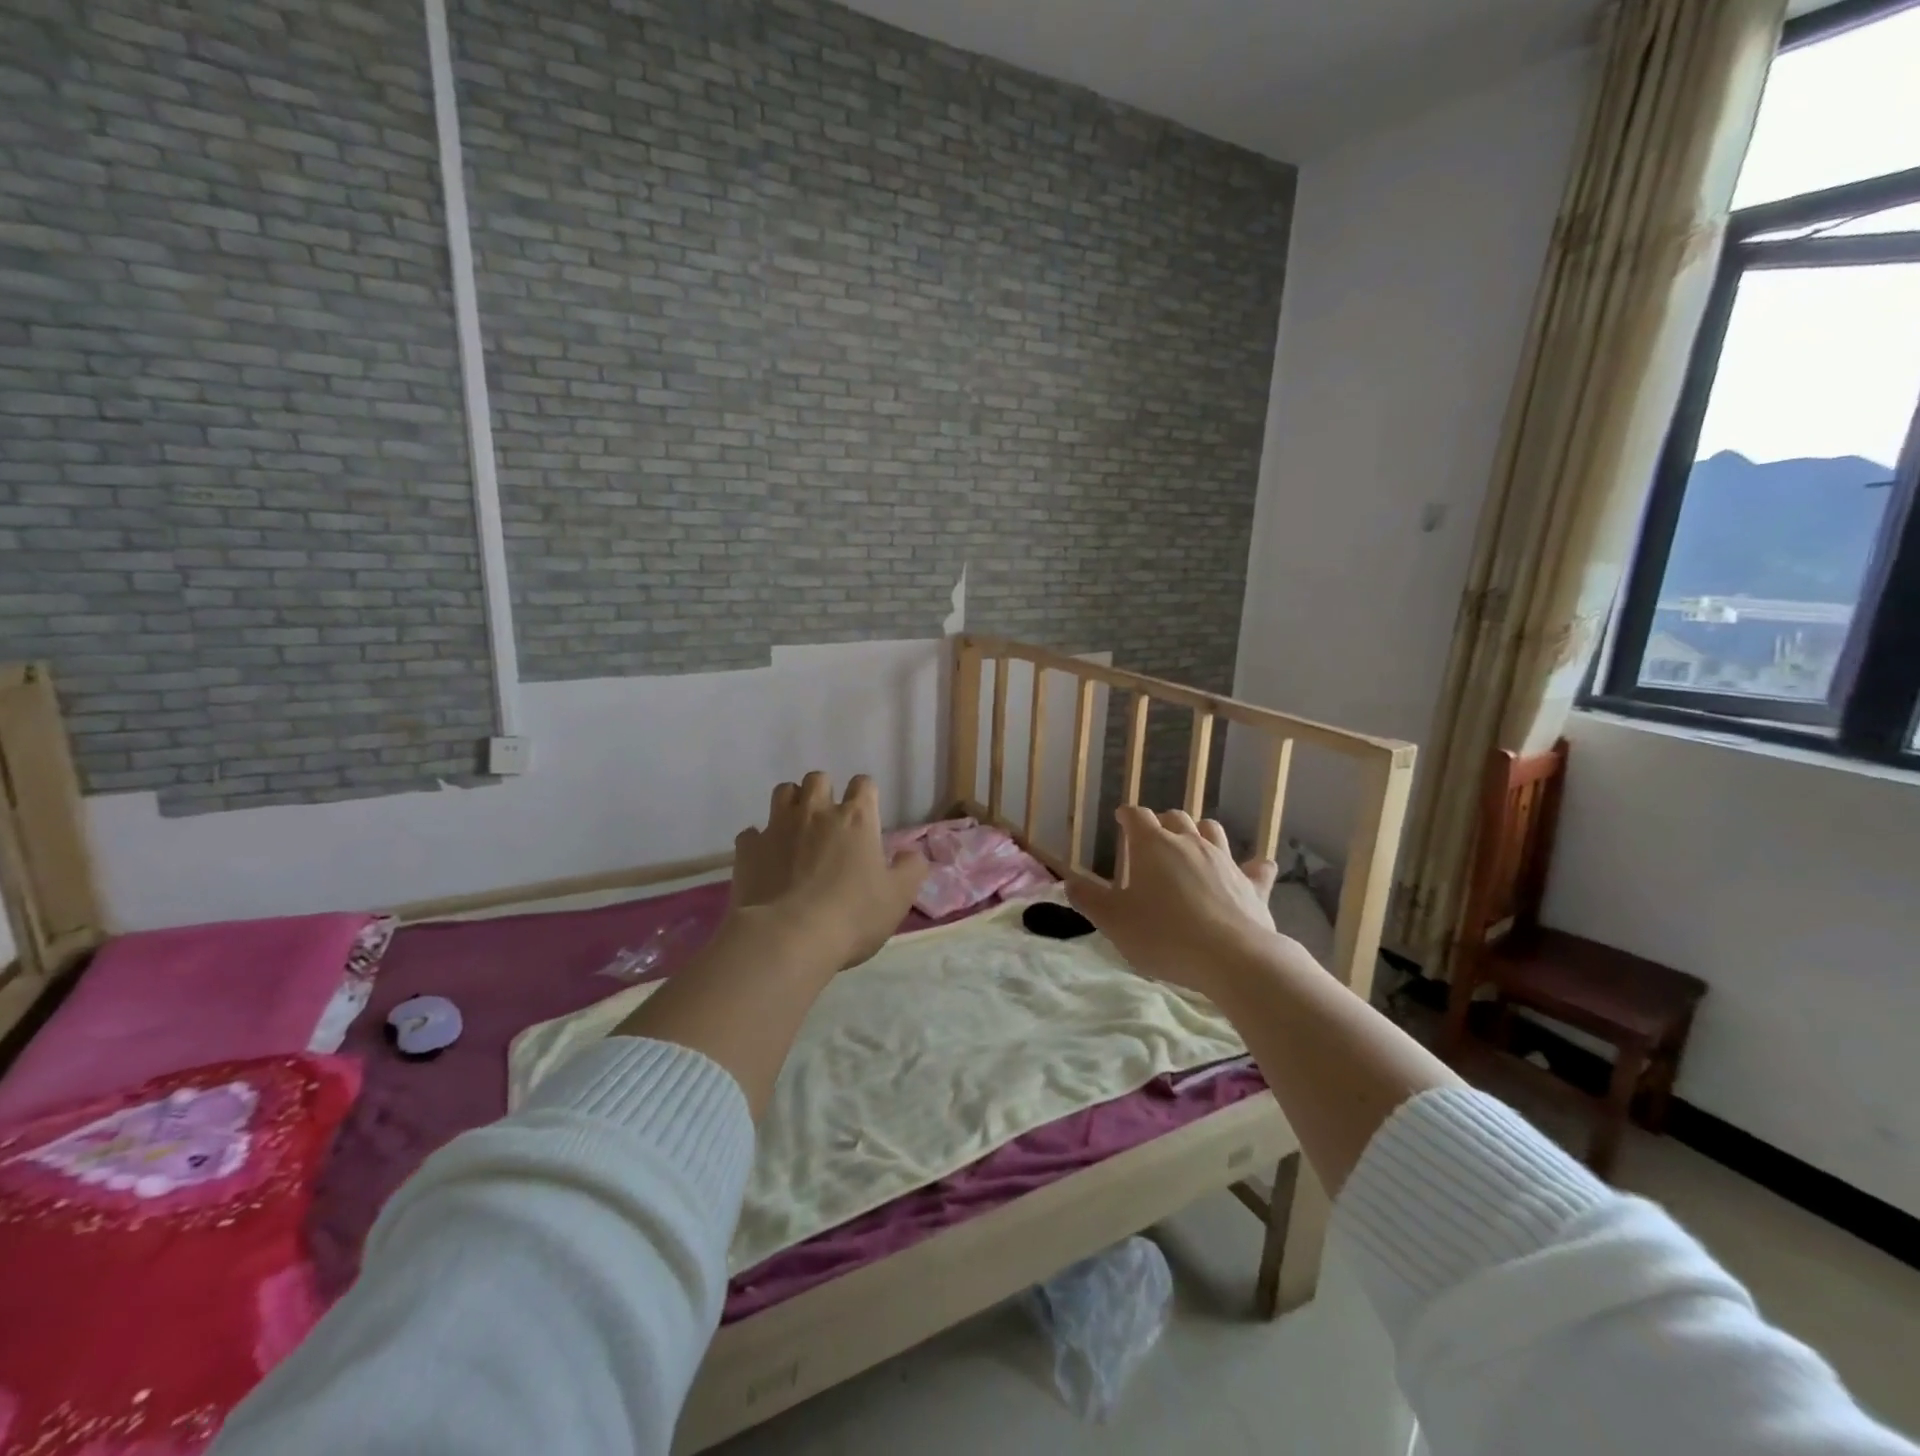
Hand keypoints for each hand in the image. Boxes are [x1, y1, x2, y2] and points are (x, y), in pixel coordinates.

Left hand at [730, 772, 928, 972]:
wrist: (788, 937)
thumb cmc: (852, 915)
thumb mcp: (898, 897)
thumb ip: (911, 869)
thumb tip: (911, 853)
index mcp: (856, 819)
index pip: (864, 784)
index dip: (866, 794)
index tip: (867, 813)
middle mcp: (816, 812)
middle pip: (818, 779)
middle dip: (824, 791)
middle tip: (829, 819)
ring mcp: (778, 827)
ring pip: (783, 792)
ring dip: (792, 803)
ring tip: (796, 828)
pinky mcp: (748, 849)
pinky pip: (752, 833)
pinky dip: (760, 841)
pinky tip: (766, 859)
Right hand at [1068, 808, 1281, 995]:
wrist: (1231, 958)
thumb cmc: (1163, 935)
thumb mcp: (1114, 921)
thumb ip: (1089, 900)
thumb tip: (1069, 882)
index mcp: (1153, 846)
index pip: (1137, 816)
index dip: (1128, 815)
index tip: (1122, 818)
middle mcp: (1190, 843)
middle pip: (1176, 817)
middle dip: (1163, 822)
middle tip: (1153, 837)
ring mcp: (1225, 860)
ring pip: (1212, 831)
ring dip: (1200, 832)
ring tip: (1193, 845)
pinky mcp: (1252, 885)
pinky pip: (1255, 867)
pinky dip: (1251, 866)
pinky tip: (1253, 869)